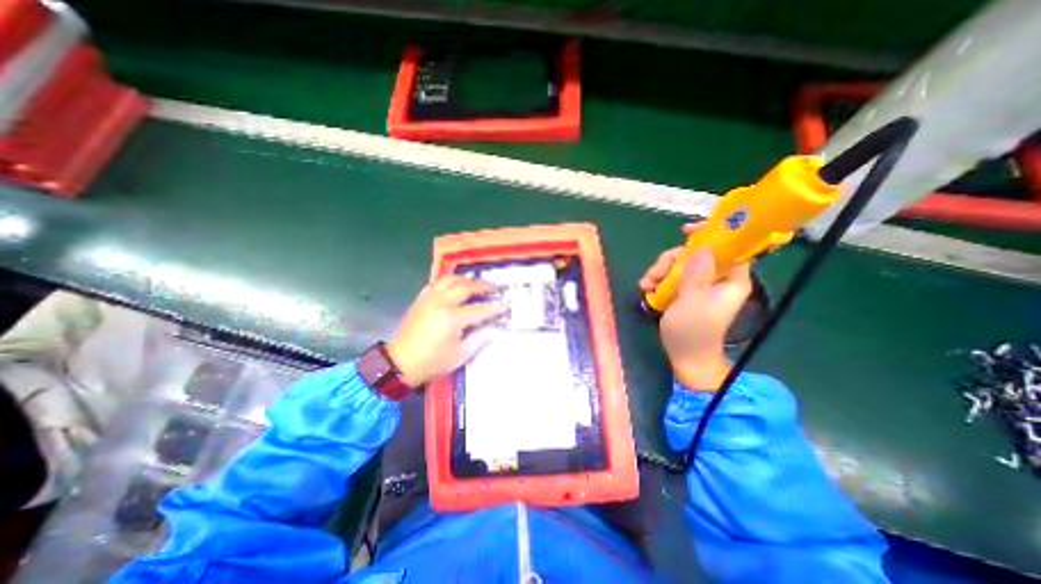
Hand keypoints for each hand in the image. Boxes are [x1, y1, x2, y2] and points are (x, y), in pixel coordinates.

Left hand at [387, 275, 507, 388]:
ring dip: (466, 279)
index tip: (507, 305)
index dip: (495, 307)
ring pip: (450, 279)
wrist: (398, 363)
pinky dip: (449, 281)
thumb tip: (496, 329)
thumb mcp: (460, 355)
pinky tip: (455, 286)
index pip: (480, 309)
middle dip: (483, 286)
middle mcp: (441, 302)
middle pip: (466, 287)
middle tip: (495, 289)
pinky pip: (437, 282)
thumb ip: (480, 338)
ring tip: (476, 284)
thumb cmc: (431, 362)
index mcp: (452, 318)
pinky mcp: (420, 299)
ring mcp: (429, 298)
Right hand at [638, 225, 752, 388]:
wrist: (686, 357)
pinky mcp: (686, 291)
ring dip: (660, 270)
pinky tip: (647, 289)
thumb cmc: (692, 332)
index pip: (729, 246)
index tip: (686, 231)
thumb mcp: (692, 303)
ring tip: (646, 285)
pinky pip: (672, 275)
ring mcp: (700, 284)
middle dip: (672, 260)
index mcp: (730, 279)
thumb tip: (702, 248)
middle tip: (654, 274)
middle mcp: (717, 278)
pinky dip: (658, 279)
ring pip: (680, 263)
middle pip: (696, 253)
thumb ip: (697, 275)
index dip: (711, 234)